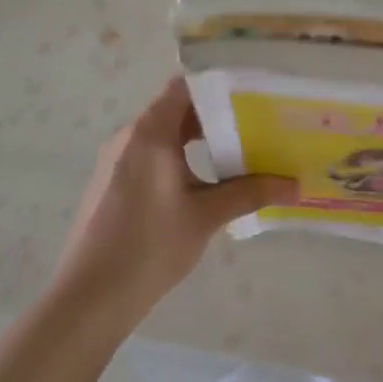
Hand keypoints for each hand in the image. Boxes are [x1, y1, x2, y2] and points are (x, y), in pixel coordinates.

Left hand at [54, 77, 293, 322]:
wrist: (87, 299)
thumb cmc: (149, 247)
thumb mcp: (206, 216)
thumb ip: (250, 193)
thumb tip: (295, 186)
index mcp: (149, 131)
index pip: (185, 85)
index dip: (217, 82)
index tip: (251, 89)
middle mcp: (129, 136)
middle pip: (176, 108)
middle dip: (215, 114)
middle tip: (255, 121)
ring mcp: (116, 160)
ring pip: (162, 134)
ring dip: (197, 138)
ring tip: (238, 149)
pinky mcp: (111, 183)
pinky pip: (149, 154)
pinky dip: (177, 156)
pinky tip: (203, 181)